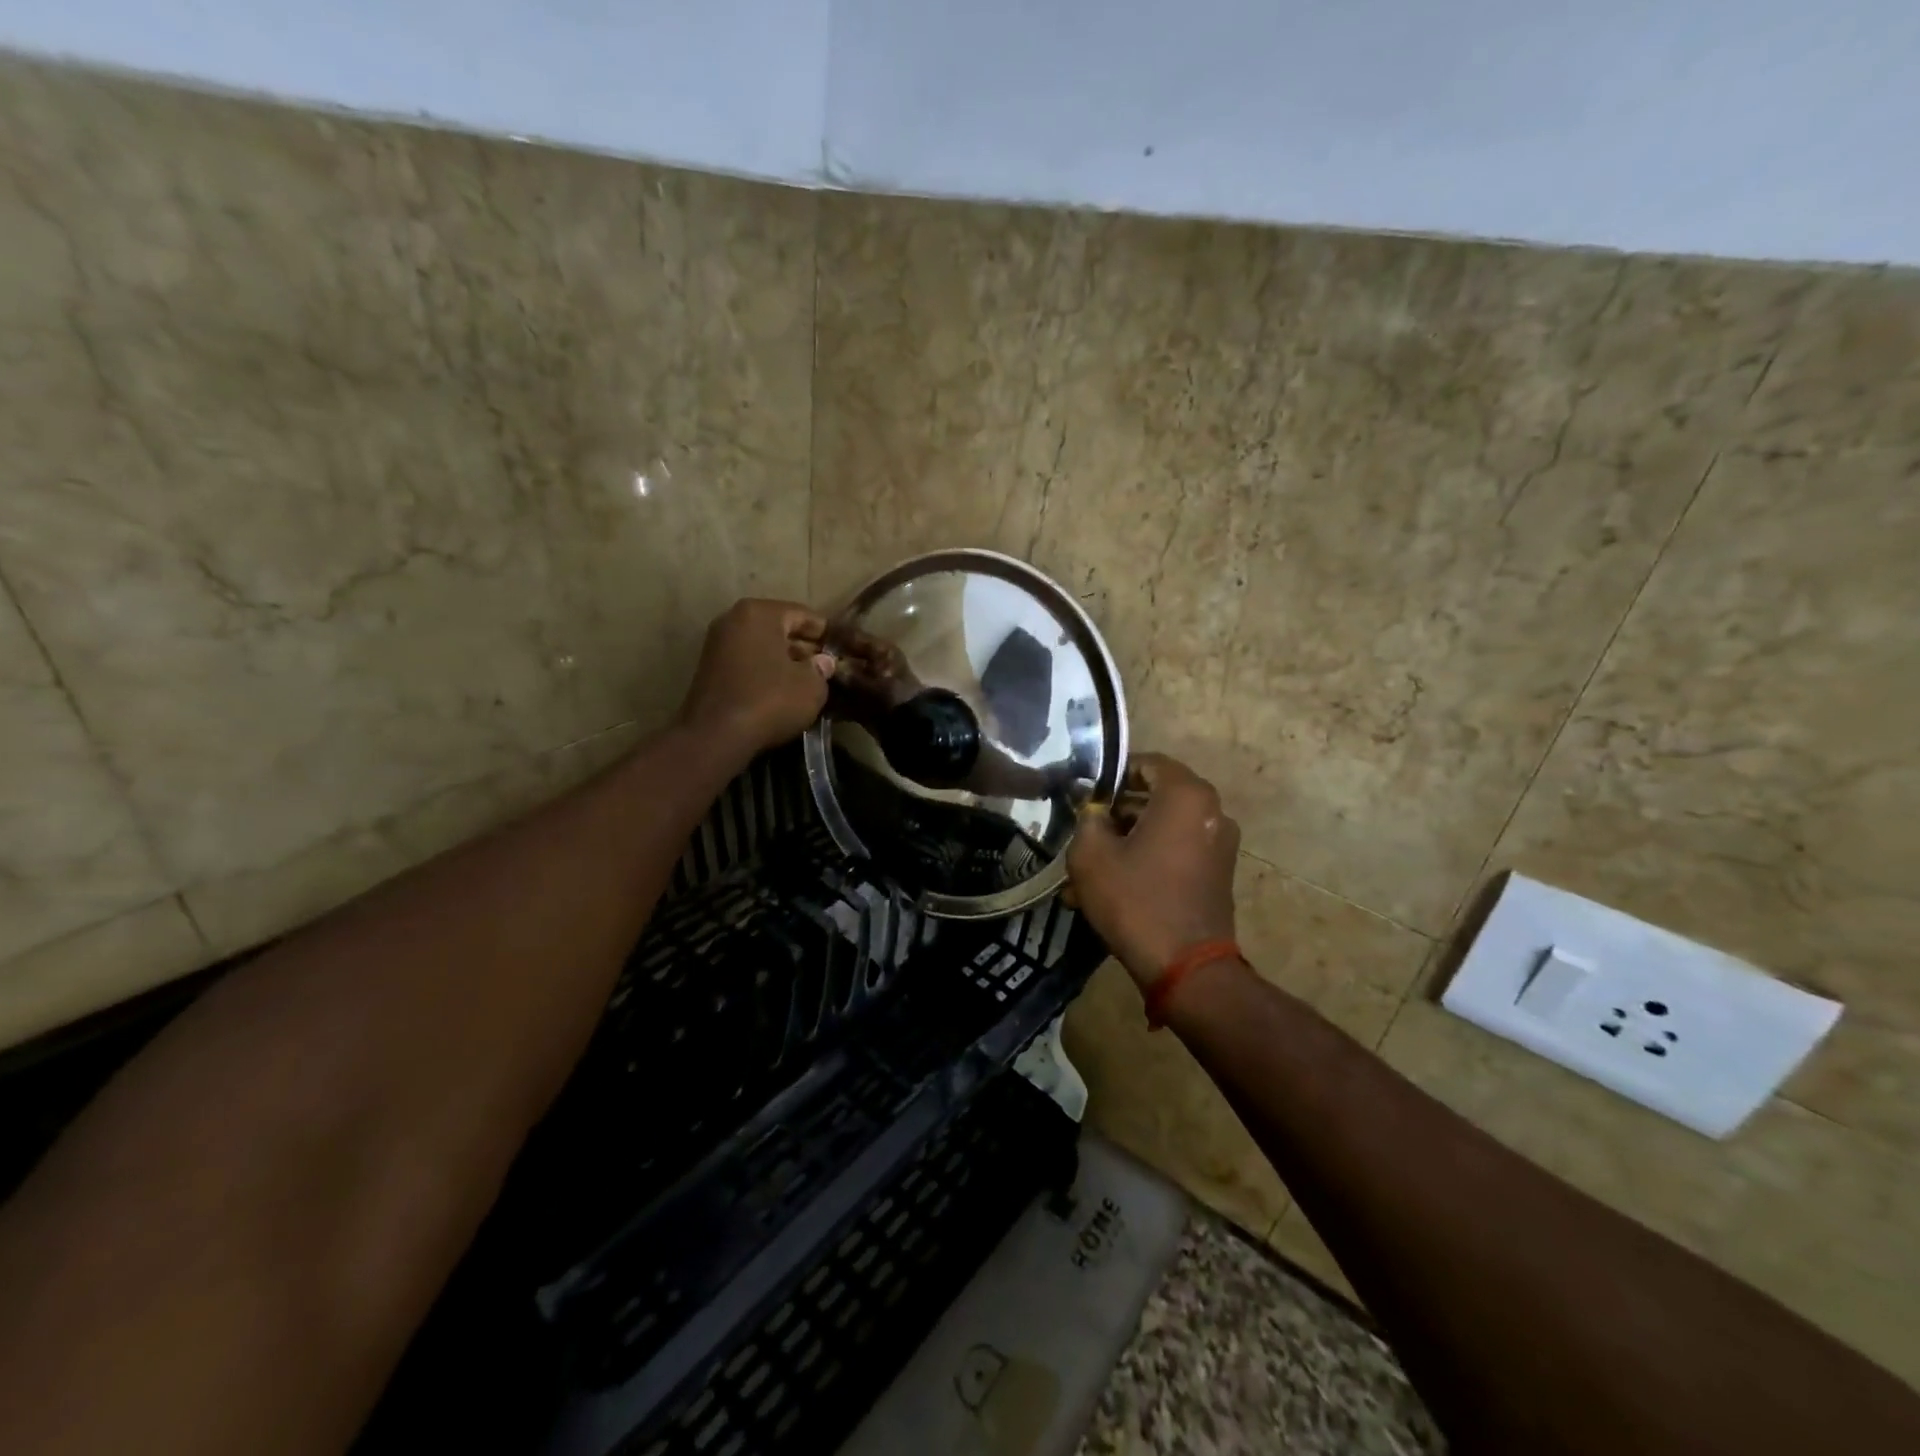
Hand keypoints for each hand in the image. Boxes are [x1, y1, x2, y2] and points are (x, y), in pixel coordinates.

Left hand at [677, 599, 834, 758]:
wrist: (715, 735)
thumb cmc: (770, 700)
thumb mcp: (811, 686)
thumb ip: (821, 669)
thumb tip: (823, 662)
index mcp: (760, 612)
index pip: (804, 615)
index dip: (826, 634)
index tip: (842, 650)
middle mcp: (734, 619)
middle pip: (780, 629)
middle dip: (804, 648)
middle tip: (826, 668)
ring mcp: (717, 644)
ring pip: (763, 647)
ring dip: (785, 662)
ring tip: (808, 683)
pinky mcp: (709, 670)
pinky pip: (748, 663)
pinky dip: (766, 673)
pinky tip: (783, 693)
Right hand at [1066, 754, 1240, 989]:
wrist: (1186, 968)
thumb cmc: (1136, 900)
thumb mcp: (1091, 854)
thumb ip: (1088, 818)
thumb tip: (1096, 811)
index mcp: (1186, 795)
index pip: (1147, 763)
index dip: (1113, 774)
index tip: (1087, 795)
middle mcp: (1211, 811)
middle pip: (1156, 796)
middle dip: (1118, 812)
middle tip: (1086, 831)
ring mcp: (1220, 843)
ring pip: (1163, 827)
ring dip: (1128, 840)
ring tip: (1092, 867)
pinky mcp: (1219, 873)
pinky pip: (1176, 851)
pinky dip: (1148, 859)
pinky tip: (1114, 886)